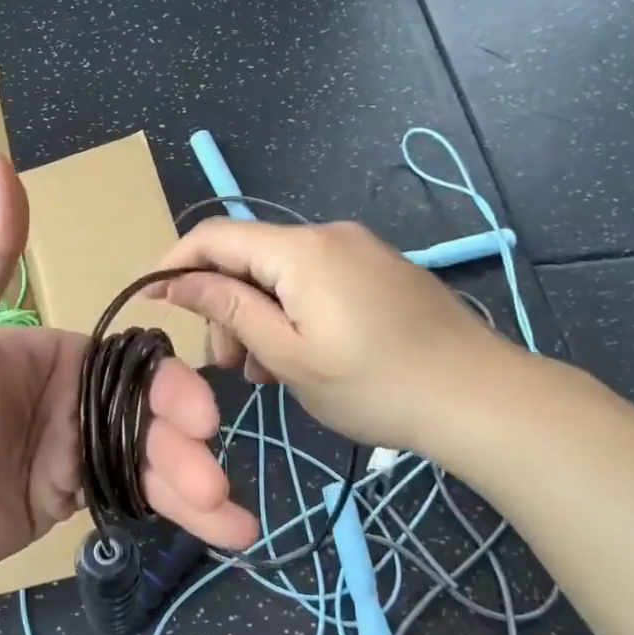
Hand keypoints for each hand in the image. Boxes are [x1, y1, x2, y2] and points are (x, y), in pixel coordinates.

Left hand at [0, 151, 257, 589]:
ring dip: (193, 486)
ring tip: (232, 523)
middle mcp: (75, 397)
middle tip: (212, 481)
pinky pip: (133, 499)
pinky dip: (176, 515)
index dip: (173, 388)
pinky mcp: (71, 498)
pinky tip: (225, 533)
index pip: (135, 363)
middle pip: (152, 416)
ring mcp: (75, 450)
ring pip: (151, 461)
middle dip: (188, 447)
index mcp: (59, 353)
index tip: (200, 418)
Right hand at [150, 219, 519, 461]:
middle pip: (248, 258)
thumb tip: (173, 278)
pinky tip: (298, 358)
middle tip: (230, 369)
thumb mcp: (288, 354)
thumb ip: (227, 308)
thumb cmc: (375, 384)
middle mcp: (327, 236)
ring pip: (279, 275)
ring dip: (257, 317)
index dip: (175, 263)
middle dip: (223, 307)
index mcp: (301, 250)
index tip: (152, 301)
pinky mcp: (377, 271)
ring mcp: (358, 251)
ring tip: (266, 375)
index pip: (215, 235)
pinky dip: (290, 315)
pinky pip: (312, 283)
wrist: (480, 398)